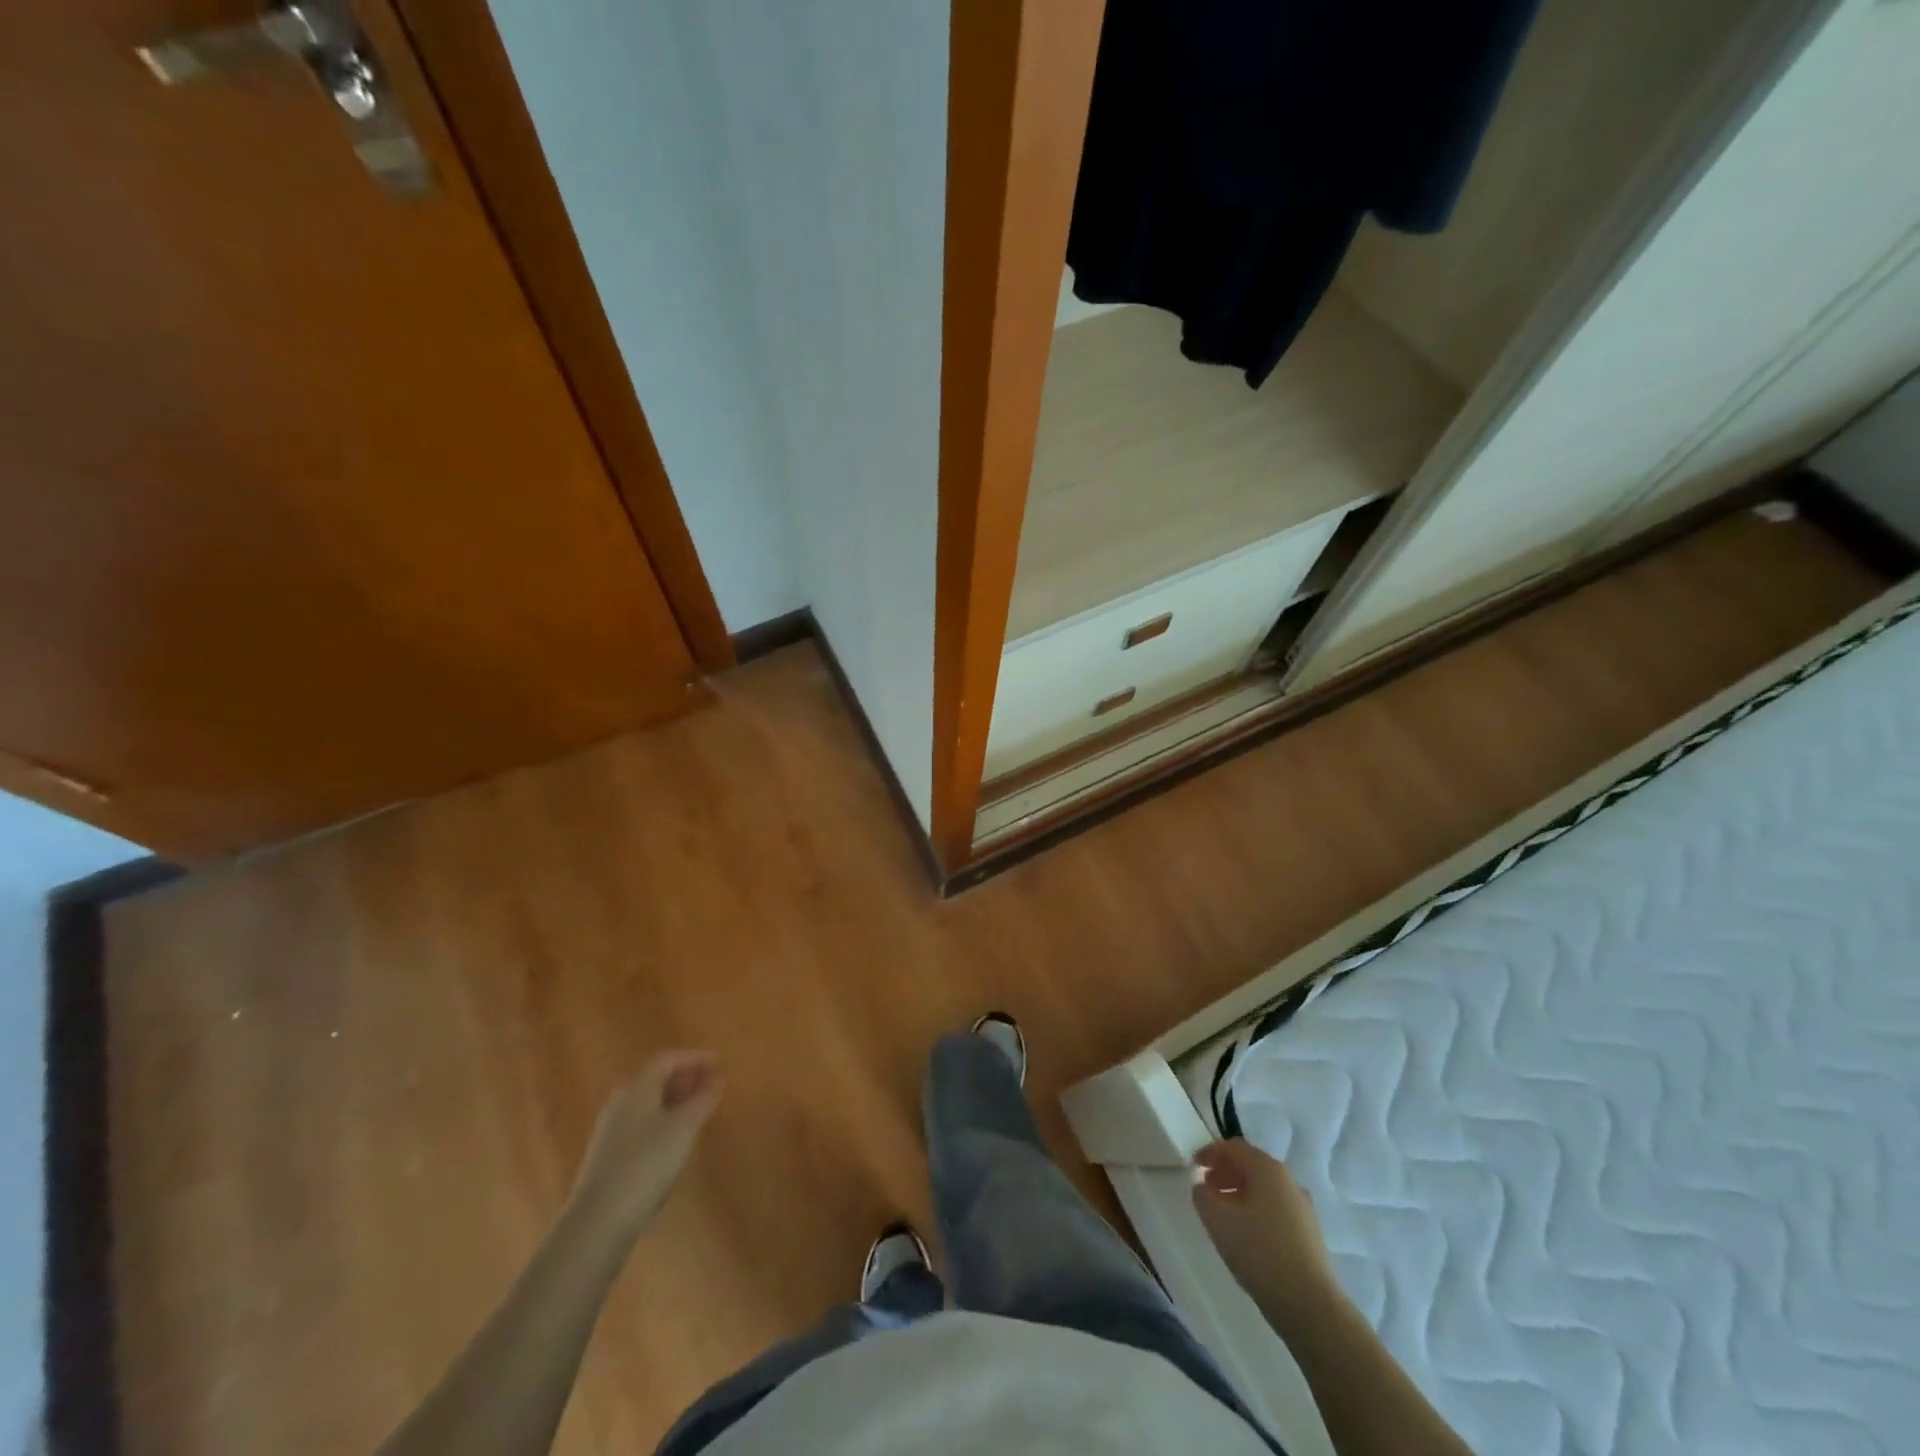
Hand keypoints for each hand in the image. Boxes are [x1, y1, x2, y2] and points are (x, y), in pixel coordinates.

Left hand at [569, 1051, 722, 1237]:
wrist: (598, 1221)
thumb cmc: (647, 1164)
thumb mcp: (684, 1127)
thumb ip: (703, 1099)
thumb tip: (717, 1080)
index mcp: (637, 1088)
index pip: (667, 1060)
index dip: (694, 1057)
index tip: (718, 1062)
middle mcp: (620, 1103)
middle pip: (655, 1080)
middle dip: (684, 1079)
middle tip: (710, 1085)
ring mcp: (610, 1131)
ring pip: (647, 1105)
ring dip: (674, 1102)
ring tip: (697, 1112)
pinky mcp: (606, 1158)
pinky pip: (640, 1126)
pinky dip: (662, 1122)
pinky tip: (674, 1142)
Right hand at [1192, 1139, 1340, 1325]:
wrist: (1310, 1305)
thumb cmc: (1259, 1252)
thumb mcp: (1217, 1220)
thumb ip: (1202, 1195)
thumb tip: (1204, 1187)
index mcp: (1267, 1169)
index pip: (1233, 1147)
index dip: (1210, 1152)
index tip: (1193, 1166)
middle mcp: (1288, 1181)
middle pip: (1251, 1165)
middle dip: (1225, 1172)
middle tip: (1206, 1189)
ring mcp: (1303, 1208)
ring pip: (1264, 1189)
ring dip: (1240, 1193)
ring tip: (1223, 1214)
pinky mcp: (1309, 1233)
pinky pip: (1276, 1209)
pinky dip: (1256, 1210)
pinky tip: (1247, 1235)